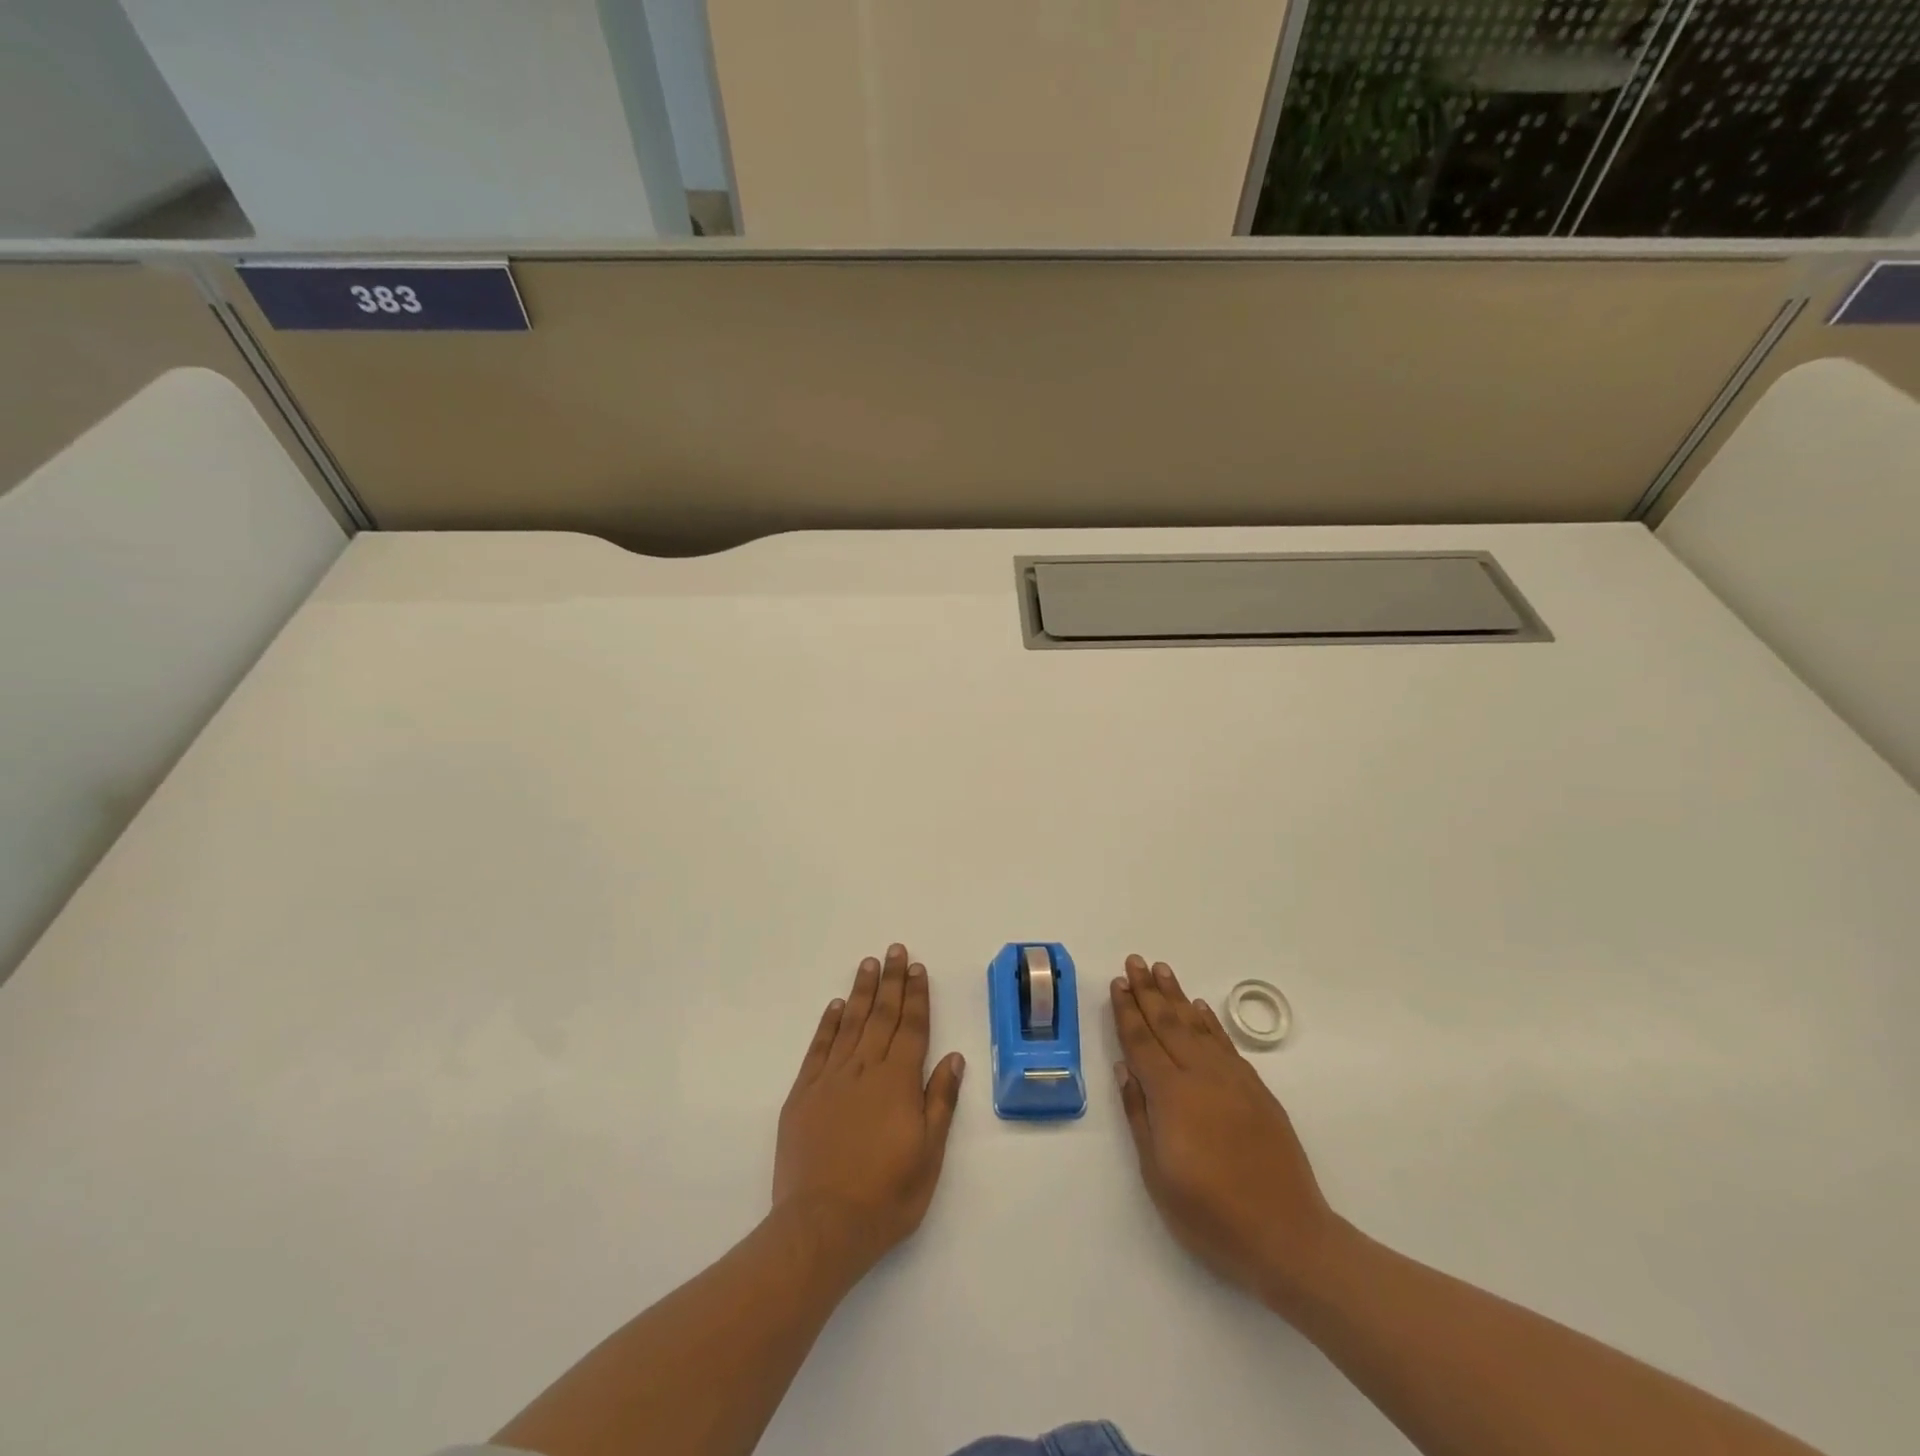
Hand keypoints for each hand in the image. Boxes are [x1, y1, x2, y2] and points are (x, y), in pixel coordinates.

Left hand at [773, 944, 964, 1279]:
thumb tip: (953, 1057)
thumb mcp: (928, 1156)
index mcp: (898, 1082)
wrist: (821, 1227)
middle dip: (892, 981)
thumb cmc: (886, 1196)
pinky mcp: (803, 1094)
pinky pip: (818, 1048)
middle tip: (895, 950)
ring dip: (862, 992)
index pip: (912, 1028)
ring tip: (868, 964)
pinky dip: (828, 1023)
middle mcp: (865, 1069)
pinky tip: (835, 1006)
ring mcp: (831, 1079)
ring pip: (850, 1023)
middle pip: (882, 1016)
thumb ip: (940, 1101)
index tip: (918, 968)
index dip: (917, 996)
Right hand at [1111, 954, 1340, 1306]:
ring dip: (1177, 996)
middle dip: (1148, 991)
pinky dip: (1210, 1022)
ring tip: (1162, 970)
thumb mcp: (1158, 1176)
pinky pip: (1226, 1044)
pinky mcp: (1257, 1091)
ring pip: (1198, 1027)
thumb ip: (1140, 1116)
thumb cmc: (1212, 1216)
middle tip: (1136, 961)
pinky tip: (1200, 1009)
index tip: (1118, 983)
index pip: (1141, 1042)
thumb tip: (1126, 1069)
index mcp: (1172, 1096)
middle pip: (1168, 1024)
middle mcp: (1201, 1077)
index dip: (1127, 1011)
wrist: (1289, 1238)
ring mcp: (1233, 1081)